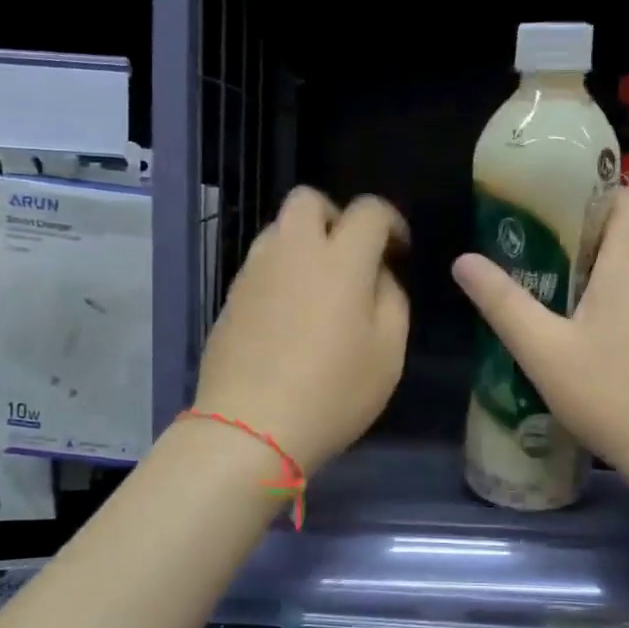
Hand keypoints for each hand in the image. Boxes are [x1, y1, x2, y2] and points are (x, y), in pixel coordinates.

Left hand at [194, 188, 409, 473]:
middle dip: (336, 216)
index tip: (398, 250)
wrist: (249, 428)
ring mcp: (255, 271)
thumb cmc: (332, 393)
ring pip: (279, 229)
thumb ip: (392, 299)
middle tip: (351, 256)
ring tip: (319, 287)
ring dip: (304, 243)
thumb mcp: (388, 353)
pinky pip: (261, 264)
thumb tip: (379, 274)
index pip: (369, 210)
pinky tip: (290, 314)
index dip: (391, 222)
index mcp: (341, 260)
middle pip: (308, 199)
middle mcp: (293, 251)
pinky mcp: (230, 296)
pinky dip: (281, 272)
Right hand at [452, 187, 628, 502]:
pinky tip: (623, 361)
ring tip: (583, 327)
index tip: (560, 231)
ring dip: (620, 289)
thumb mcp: (544, 352)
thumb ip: (503, 303)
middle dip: (595, 254)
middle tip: (553, 285)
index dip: (595, 202)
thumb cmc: (612, 395)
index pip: (628, 196)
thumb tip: (463, 261)